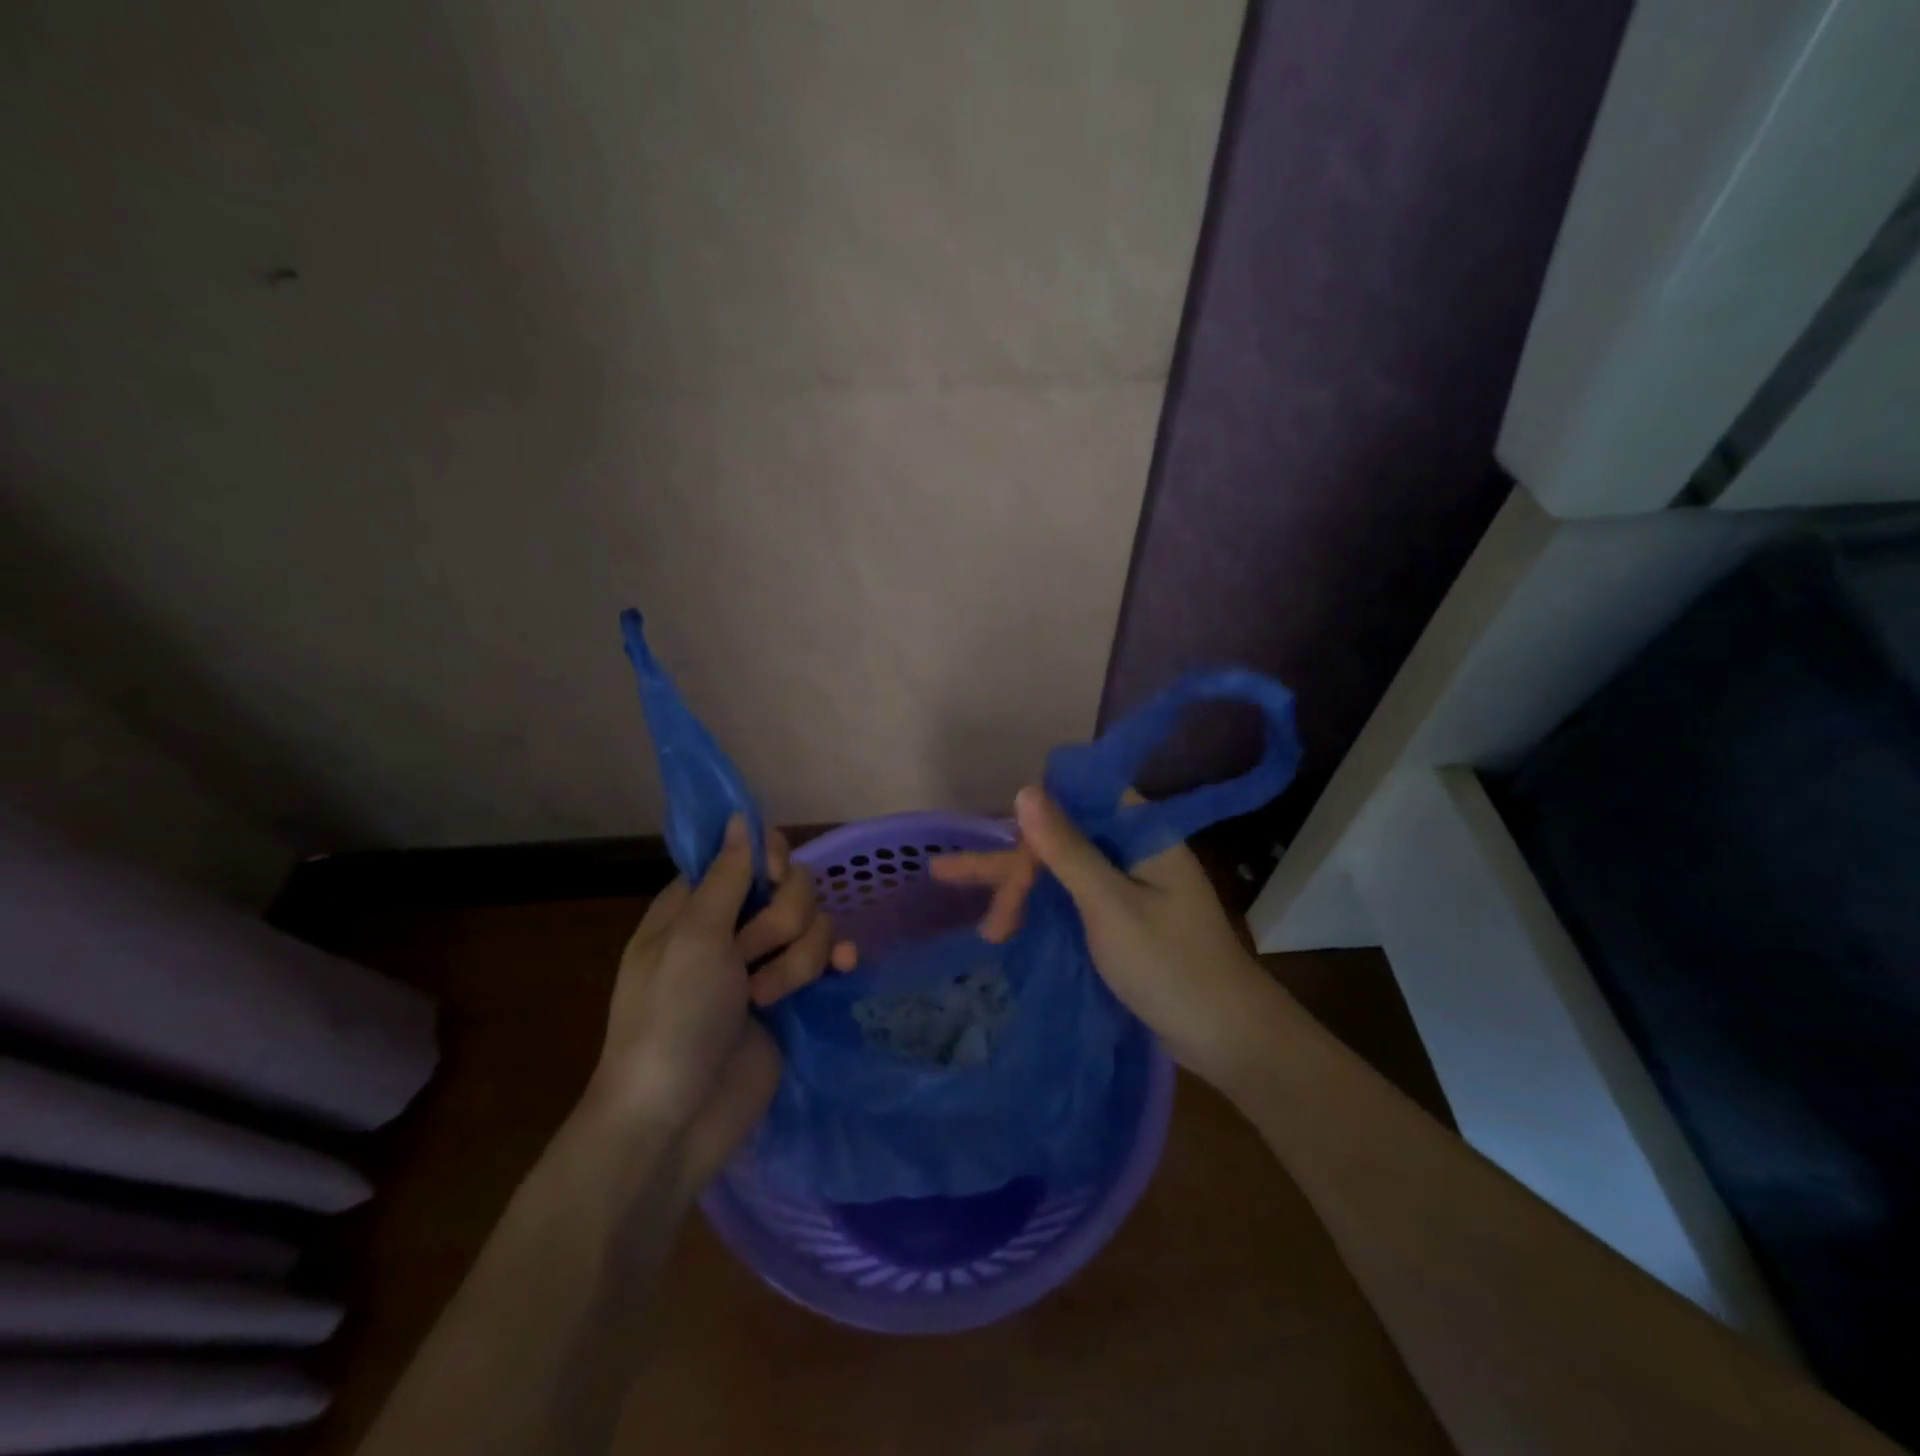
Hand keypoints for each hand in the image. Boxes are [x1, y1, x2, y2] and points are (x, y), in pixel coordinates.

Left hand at [589, 816, 856, 1189]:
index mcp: (697, 904)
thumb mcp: (693, 938)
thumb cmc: (671, 1019)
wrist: (677, 1119)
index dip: (768, 860)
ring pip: (813, 922)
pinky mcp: (791, 993)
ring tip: (765, 997)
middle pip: (791, 885)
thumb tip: (742, 816)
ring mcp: (763, 961)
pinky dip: (834, 959)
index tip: (771, 878)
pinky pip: (827, 955)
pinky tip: (843, 968)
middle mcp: (733, 924)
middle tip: (748, 955)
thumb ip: (728, 876)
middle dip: (782, 920)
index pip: (748, 852)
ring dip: (798, 957)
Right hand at [931, 786, 1286, 1088]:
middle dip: (1014, 862)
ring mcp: (1127, 884)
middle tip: (952, 879)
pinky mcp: (1122, 915)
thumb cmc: (1170, 967)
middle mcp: (1133, 848)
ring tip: (982, 925)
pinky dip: (1041, 909)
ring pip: (1061, 869)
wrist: (1227, 1037)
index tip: (1000, 840)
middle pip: (1062, 836)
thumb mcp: (1110, 906)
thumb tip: (1026, 789)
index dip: (1036, 812)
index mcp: (1142, 832)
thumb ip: (1066, 849)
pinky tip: (1008, 925)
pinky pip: (1071, 897)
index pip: (1078, 796)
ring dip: (1021, 890)